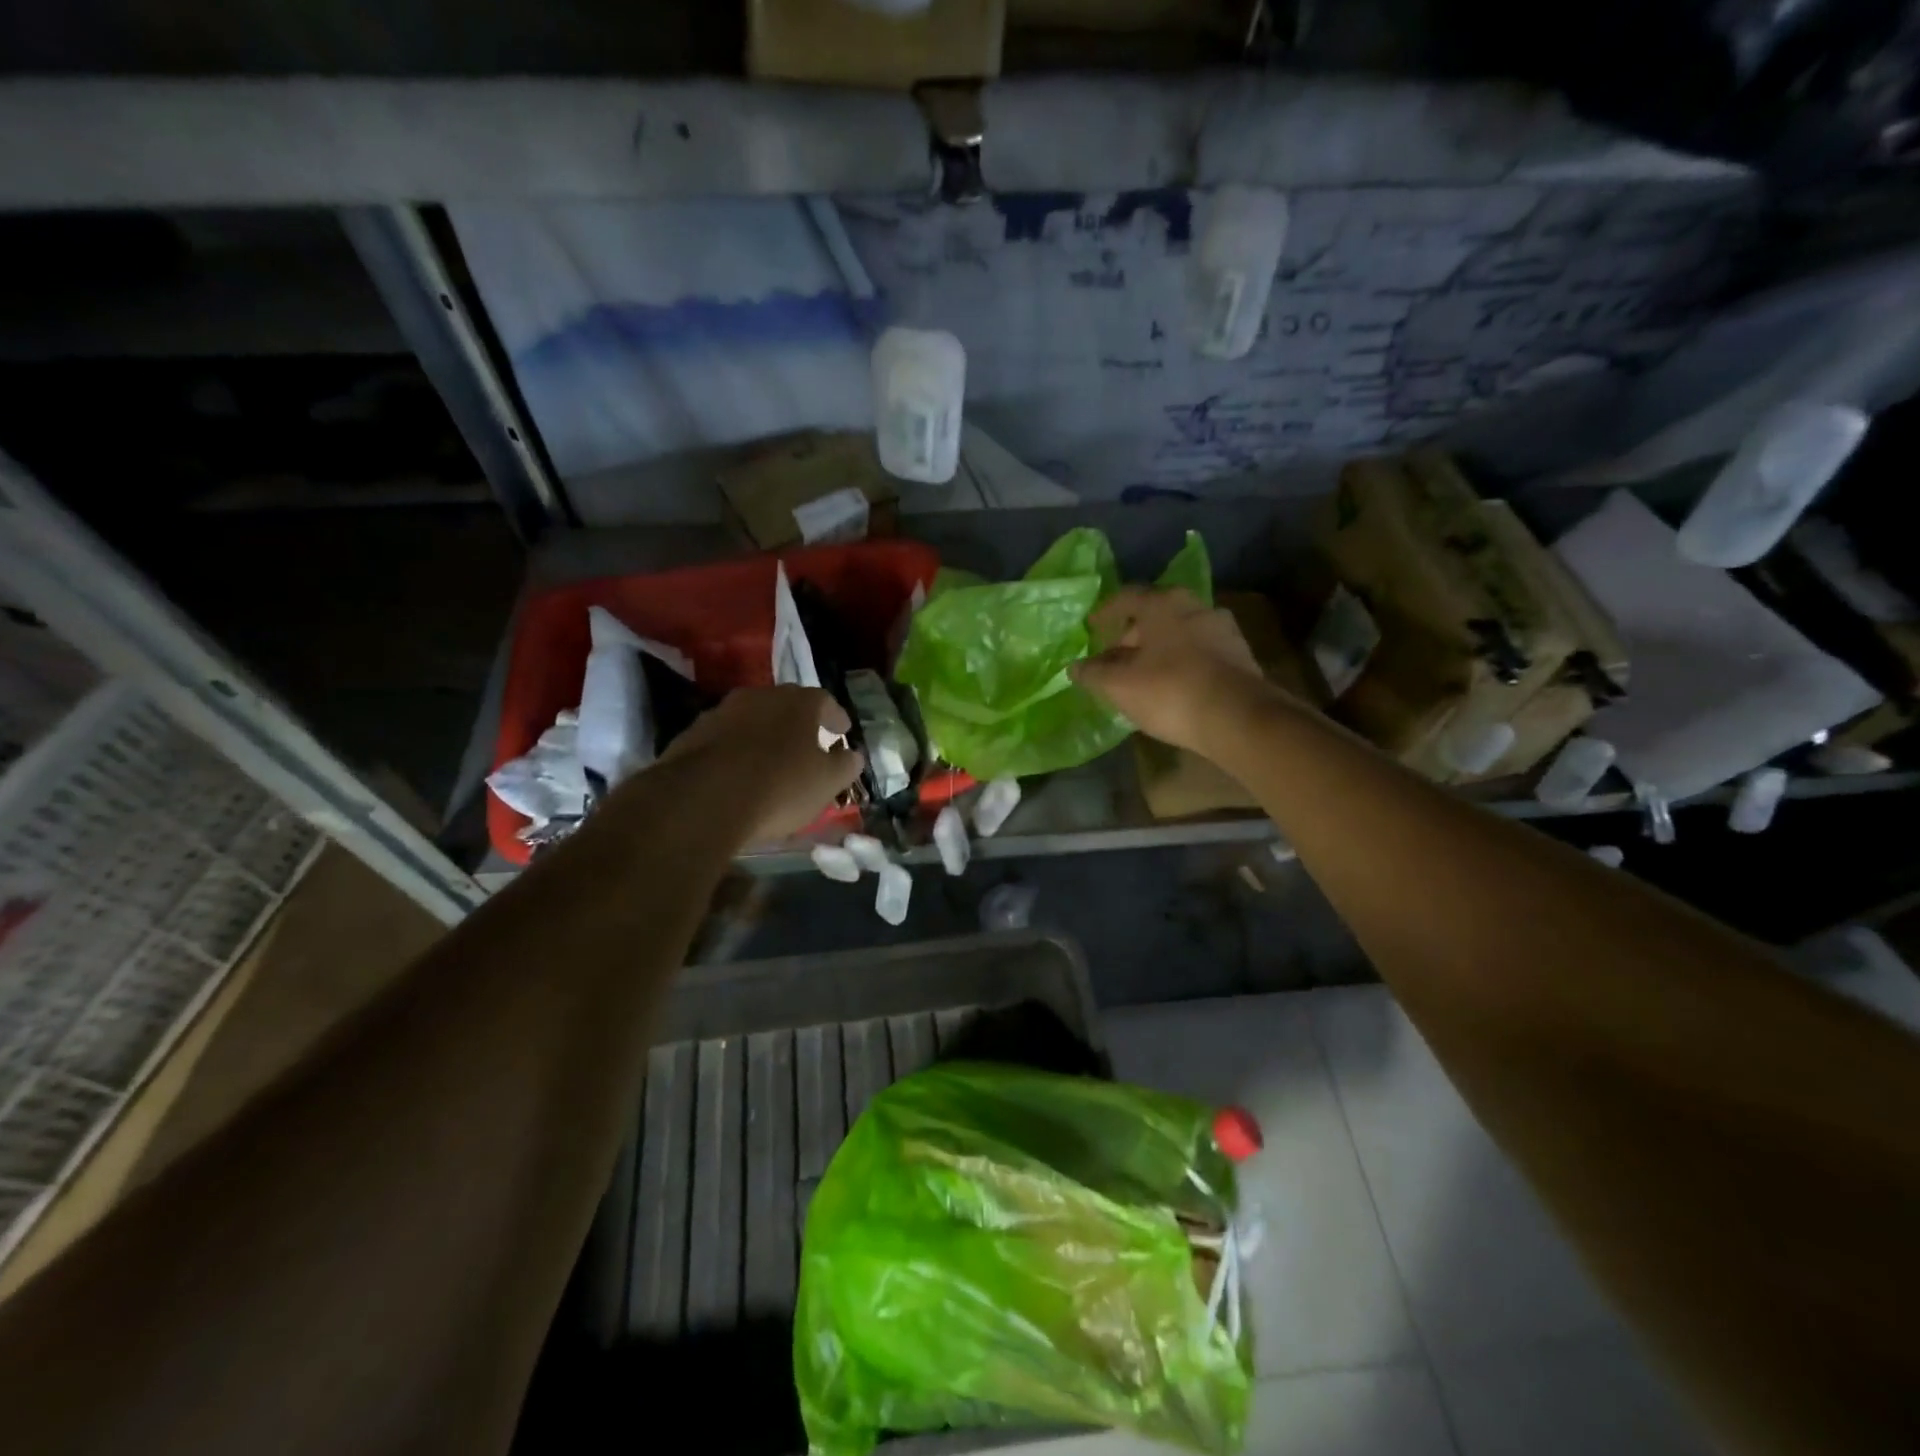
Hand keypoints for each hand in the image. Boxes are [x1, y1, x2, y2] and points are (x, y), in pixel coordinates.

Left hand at [661, 686, 863, 843]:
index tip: (842, 731)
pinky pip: (723, 738)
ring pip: (751, 719)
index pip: (825, 700)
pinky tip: (737, 772)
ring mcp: (721, 712)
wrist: (704, 798)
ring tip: (771, 759)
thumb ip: (845, 765)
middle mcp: (760, 696)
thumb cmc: (779, 786)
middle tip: (808, 743)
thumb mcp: (826, 782)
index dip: (835, 717)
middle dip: (798, 723)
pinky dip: (735, 750)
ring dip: (764, 734)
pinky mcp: (691, 734)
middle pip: (785, 705)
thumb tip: (853, 755)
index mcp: (798, 702)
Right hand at [1070, 587, 1273, 755]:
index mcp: (1164, 604)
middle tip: (1115, 658)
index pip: (1127, 598)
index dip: (1105, 613)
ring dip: (1159, 650)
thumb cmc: (1170, 691)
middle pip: (1155, 615)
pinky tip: (1172, 687)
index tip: (1092, 628)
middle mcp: (1196, 606)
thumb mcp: (1119, 686)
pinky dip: (1182, 663)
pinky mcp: (1240, 656)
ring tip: (1142, 675)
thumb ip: (1093, 673)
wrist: (1238, 718)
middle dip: (1132, 635)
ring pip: (1179, 634)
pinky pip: (1200, 653)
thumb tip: (1075, 667)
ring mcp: (1223, 630)